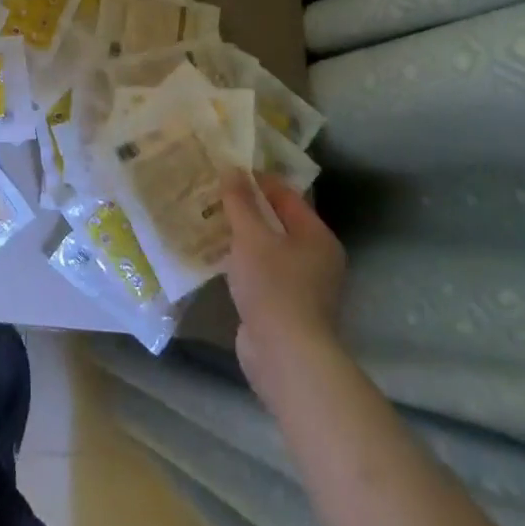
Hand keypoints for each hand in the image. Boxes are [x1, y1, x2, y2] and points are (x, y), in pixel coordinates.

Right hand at [221, 170, 348, 406]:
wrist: (285, 357)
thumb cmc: (274, 287)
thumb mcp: (251, 236)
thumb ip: (240, 202)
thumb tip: (232, 168)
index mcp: (317, 236)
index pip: (285, 195)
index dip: (255, 180)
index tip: (223, 171)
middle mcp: (315, 258)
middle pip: (276, 221)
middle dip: (245, 208)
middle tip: (211, 193)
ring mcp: (301, 285)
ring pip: (266, 248)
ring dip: (240, 235)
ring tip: (207, 219)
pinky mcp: (284, 306)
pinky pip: (260, 272)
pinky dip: (240, 261)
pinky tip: (215, 255)